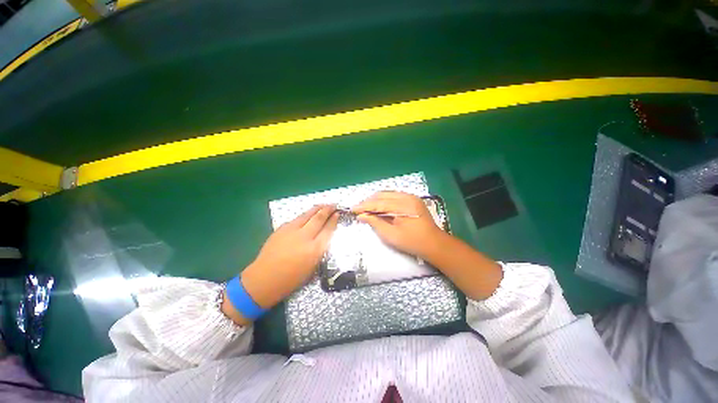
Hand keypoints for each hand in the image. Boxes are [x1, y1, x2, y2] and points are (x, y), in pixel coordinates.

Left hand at [225, 205, 337, 323]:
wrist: (264, 279)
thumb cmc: (291, 280)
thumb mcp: (312, 267)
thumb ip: (320, 249)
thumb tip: (325, 236)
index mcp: (314, 250)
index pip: (328, 230)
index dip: (334, 220)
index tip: (338, 214)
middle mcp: (304, 237)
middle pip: (319, 218)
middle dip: (328, 210)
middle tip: (334, 205)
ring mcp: (292, 231)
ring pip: (307, 215)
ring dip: (317, 208)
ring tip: (324, 205)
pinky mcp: (282, 229)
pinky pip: (297, 219)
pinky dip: (305, 215)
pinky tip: (308, 214)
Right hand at [353, 192, 502, 300]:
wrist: (434, 243)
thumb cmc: (412, 242)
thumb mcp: (391, 235)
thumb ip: (375, 223)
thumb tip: (362, 216)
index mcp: (402, 206)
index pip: (378, 203)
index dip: (364, 206)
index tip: (352, 209)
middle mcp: (406, 197)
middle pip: (382, 195)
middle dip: (368, 201)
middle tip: (358, 209)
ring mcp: (410, 197)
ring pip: (387, 194)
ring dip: (375, 200)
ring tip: (366, 207)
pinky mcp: (412, 199)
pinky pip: (394, 196)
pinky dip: (384, 200)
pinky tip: (378, 206)